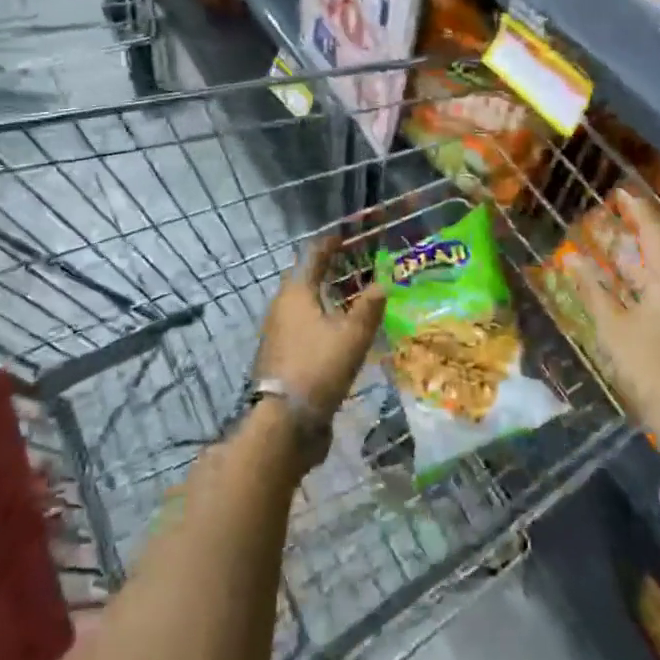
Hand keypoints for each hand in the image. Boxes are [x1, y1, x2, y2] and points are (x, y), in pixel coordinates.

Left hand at [257, 237, 386, 417]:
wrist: (285, 422)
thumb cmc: (318, 367)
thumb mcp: (352, 336)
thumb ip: (369, 308)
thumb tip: (382, 283)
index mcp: (296, 294)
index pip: (312, 257)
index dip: (328, 245)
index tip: (344, 237)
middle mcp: (281, 308)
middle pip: (303, 279)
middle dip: (325, 271)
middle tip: (351, 266)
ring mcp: (278, 333)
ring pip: (302, 305)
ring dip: (323, 297)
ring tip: (348, 298)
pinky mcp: (281, 356)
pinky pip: (302, 327)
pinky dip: (319, 320)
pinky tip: (336, 333)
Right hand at [577, 189, 659, 458]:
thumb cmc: (649, 366)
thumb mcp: (613, 327)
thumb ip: (592, 290)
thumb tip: (571, 258)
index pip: (655, 232)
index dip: (637, 210)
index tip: (619, 192)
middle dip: (638, 233)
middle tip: (613, 217)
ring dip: (640, 259)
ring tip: (615, 246)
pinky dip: (646, 281)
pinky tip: (627, 286)